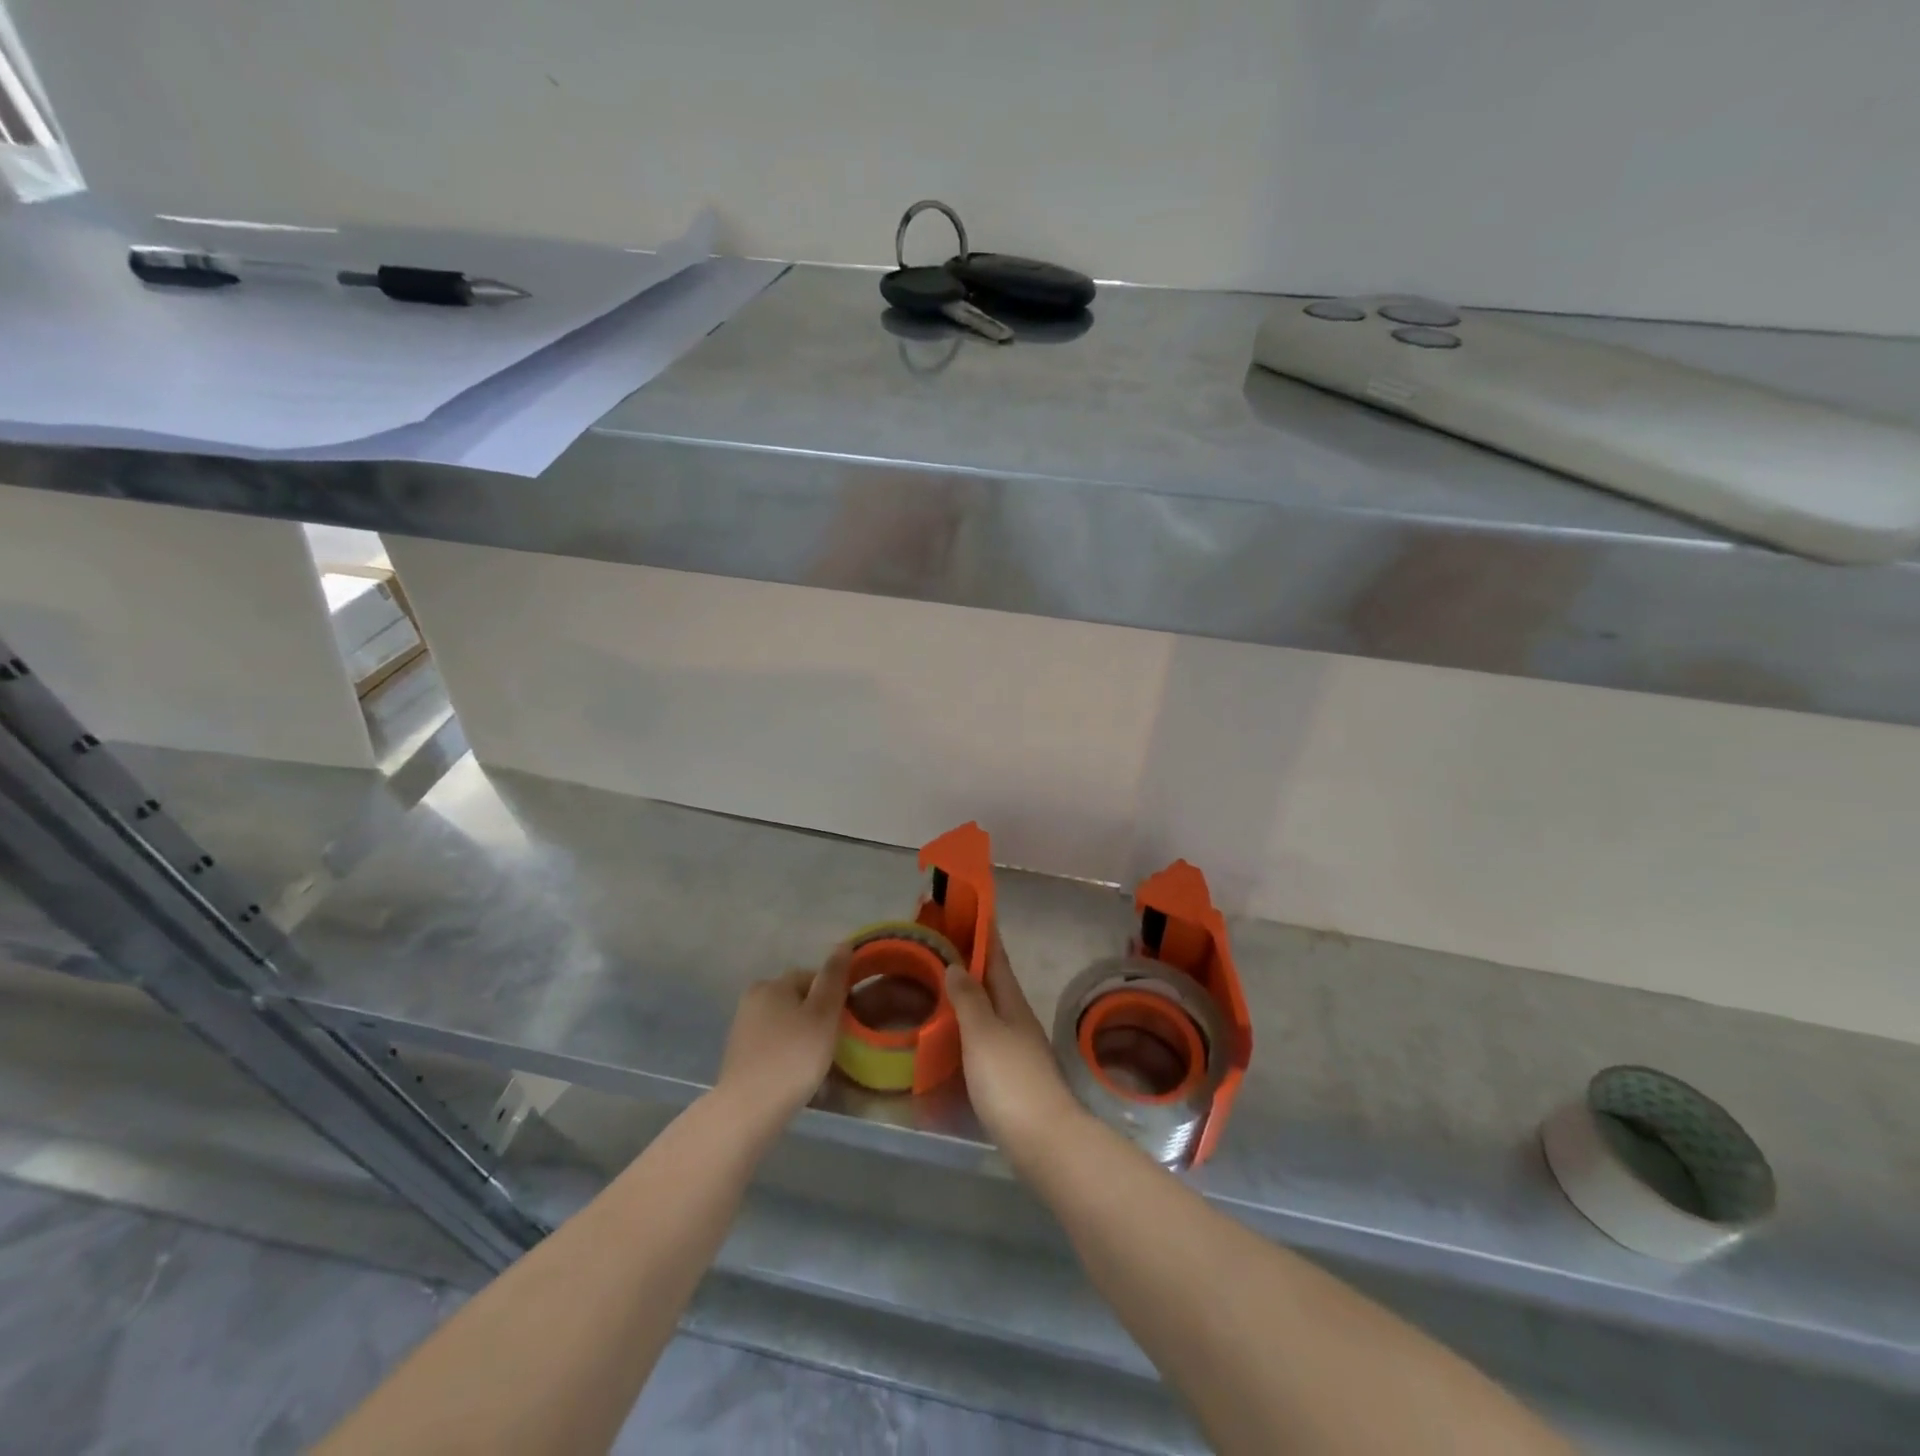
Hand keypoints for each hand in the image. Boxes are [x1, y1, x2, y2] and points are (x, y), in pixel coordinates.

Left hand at [715, 947, 851, 1122]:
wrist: (748, 1110)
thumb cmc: (793, 1056)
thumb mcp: (823, 1014)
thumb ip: (834, 978)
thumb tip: (843, 944)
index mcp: (772, 984)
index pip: (812, 977)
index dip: (832, 996)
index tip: (844, 1021)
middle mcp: (753, 998)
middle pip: (797, 999)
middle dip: (816, 1016)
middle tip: (833, 1043)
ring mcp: (742, 1028)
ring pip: (785, 1023)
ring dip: (802, 1036)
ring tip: (817, 1062)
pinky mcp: (739, 1056)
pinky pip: (773, 1044)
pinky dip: (786, 1053)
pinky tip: (795, 1074)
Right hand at [944, 929, 1087, 1163]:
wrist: (1044, 1141)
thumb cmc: (1010, 1080)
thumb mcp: (983, 1034)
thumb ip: (969, 1000)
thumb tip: (957, 964)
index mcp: (1012, 1003)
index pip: (996, 958)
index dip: (984, 934)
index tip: (971, 909)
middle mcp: (1017, 1019)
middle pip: (994, 982)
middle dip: (973, 961)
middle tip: (942, 945)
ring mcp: (1017, 1047)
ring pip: (990, 1008)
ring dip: (970, 992)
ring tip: (942, 983)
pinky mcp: (1011, 1075)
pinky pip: (986, 1035)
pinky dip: (970, 1023)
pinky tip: (954, 1031)